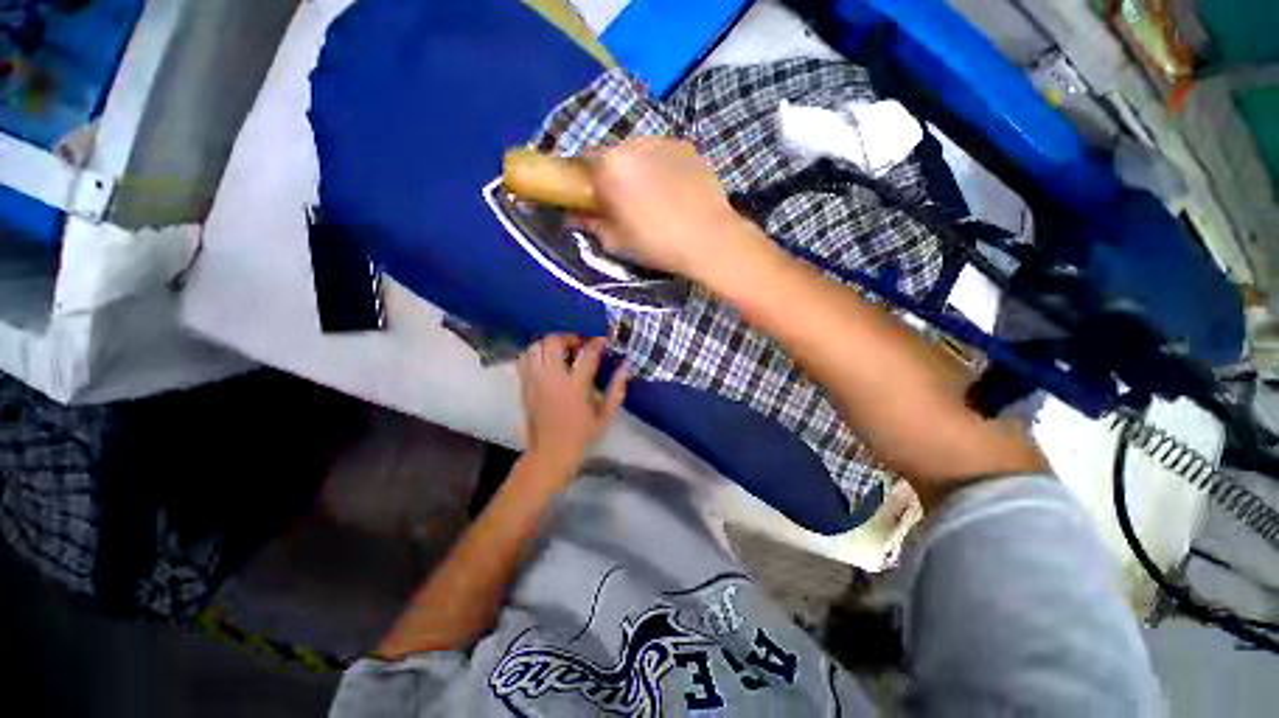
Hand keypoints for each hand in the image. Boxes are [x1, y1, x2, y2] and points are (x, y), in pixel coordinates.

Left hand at [517, 334, 628, 477]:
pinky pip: (525, 358)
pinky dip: (535, 352)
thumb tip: (626, 369)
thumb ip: (616, 390)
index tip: (603, 341)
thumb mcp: (605, 416)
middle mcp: (552, 380)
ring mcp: (535, 381)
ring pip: (536, 347)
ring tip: (562, 351)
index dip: (596, 343)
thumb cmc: (581, 435)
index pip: (586, 355)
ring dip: (550, 343)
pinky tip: (546, 360)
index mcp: (575, 388)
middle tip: (580, 345)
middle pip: (553, 343)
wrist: (550, 452)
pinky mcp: (524, 385)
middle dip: (569, 337)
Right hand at [583, 138, 745, 278]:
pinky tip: (673, 190)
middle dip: (612, 175)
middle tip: (623, 201)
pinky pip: (662, 153)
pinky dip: (660, 167)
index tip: (592, 199)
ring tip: (653, 197)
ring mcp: (662, 141)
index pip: (582, 163)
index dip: (585, 182)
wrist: (711, 240)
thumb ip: (590, 224)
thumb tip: (572, 215)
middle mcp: (633, 144)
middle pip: (611, 155)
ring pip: (638, 152)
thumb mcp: (617, 242)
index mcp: (610, 167)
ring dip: (637, 169)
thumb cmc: (659, 244)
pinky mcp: (686, 146)